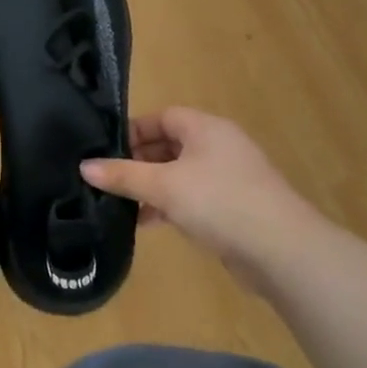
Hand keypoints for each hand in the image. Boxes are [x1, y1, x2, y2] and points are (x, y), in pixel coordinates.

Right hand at [80, 107, 312, 262]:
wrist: (282, 250)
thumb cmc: (219, 202)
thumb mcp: (163, 186)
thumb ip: (123, 175)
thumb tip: (85, 166)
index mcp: (206, 128)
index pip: (162, 117)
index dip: (133, 131)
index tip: (105, 151)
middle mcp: (219, 146)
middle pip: (169, 145)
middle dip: (138, 162)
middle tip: (109, 180)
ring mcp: (229, 178)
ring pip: (179, 175)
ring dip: (152, 188)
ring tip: (121, 205)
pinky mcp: (233, 207)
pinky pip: (193, 198)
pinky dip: (170, 207)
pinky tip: (149, 224)